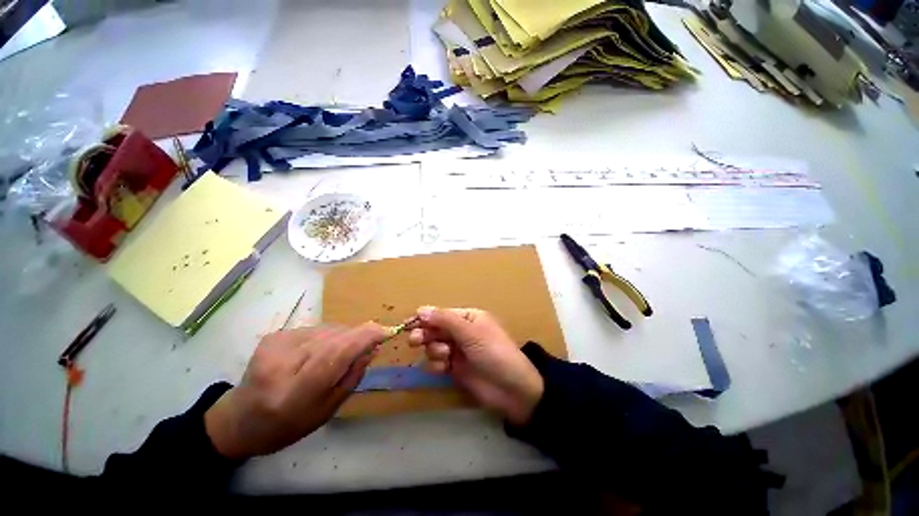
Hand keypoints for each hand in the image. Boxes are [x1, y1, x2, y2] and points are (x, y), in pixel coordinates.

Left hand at [205, 323, 388, 458]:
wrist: (240, 419)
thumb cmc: (287, 425)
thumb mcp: (327, 410)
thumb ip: (352, 377)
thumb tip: (373, 348)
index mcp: (293, 394)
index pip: (334, 355)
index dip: (364, 339)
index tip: (385, 331)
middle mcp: (280, 365)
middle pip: (334, 338)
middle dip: (357, 338)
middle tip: (366, 347)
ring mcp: (274, 346)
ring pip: (327, 330)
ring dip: (342, 338)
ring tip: (336, 355)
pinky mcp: (274, 335)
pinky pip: (316, 329)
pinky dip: (327, 337)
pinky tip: (318, 352)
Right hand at [408, 307, 543, 425]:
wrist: (511, 389)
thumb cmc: (493, 352)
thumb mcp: (471, 333)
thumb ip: (445, 320)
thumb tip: (421, 309)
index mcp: (468, 317)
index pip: (441, 313)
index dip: (425, 318)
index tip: (410, 324)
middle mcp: (461, 331)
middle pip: (435, 329)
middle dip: (425, 334)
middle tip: (415, 340)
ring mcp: (457, 350)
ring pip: (434, 345)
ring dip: (434, 350)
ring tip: (445, 356)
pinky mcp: (454, 368)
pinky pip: (437, 362)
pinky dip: (437, 364)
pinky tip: (445, 368)